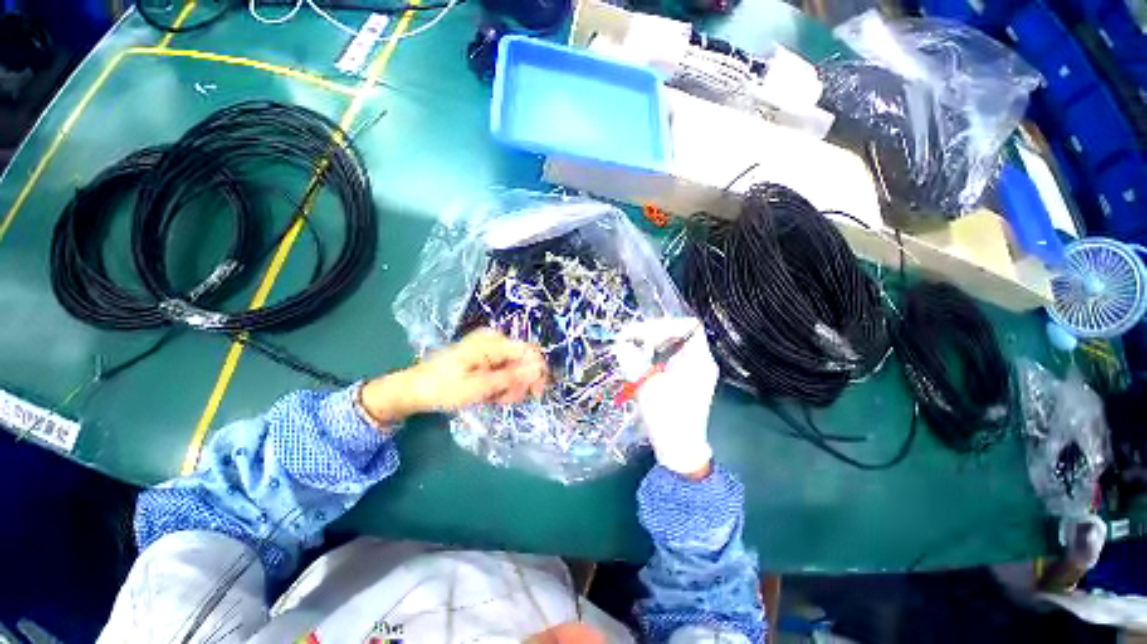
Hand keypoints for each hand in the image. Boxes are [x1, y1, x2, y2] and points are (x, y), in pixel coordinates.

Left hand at [361, 329, 547, 423]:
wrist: (414, 389)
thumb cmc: (444, 388)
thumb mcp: (479, 387)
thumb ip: (511, 377)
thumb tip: (538, 369)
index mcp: (493, 342)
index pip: (530, 351)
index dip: (538, 372)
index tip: (536, 395)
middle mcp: (494, 340)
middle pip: (523, 360)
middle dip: (519, 382)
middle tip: (504, 399)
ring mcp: (489, 347)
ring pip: (514, 367)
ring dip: (509, 386)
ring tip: (492, 398)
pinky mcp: (485, 355)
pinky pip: (503, 369)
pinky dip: (500, 384)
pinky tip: (488, 393)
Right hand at [613, 317, 717, 476]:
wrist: (680, 448)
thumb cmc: (666, 418)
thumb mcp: (646, 386)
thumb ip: (633, 361)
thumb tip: (621, 343)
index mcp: (699, 361)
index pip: (689, 326)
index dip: (665, 325)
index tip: (643, 333)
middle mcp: (701, 362)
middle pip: (680, 333)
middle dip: (654, 333)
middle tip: (631, 340)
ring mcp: (696, 370)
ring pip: (675, 345)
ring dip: (653, 344)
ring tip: (634, 349)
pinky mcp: (688, 379)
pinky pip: (673, 357)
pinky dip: (656, 355)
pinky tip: (642, 362)